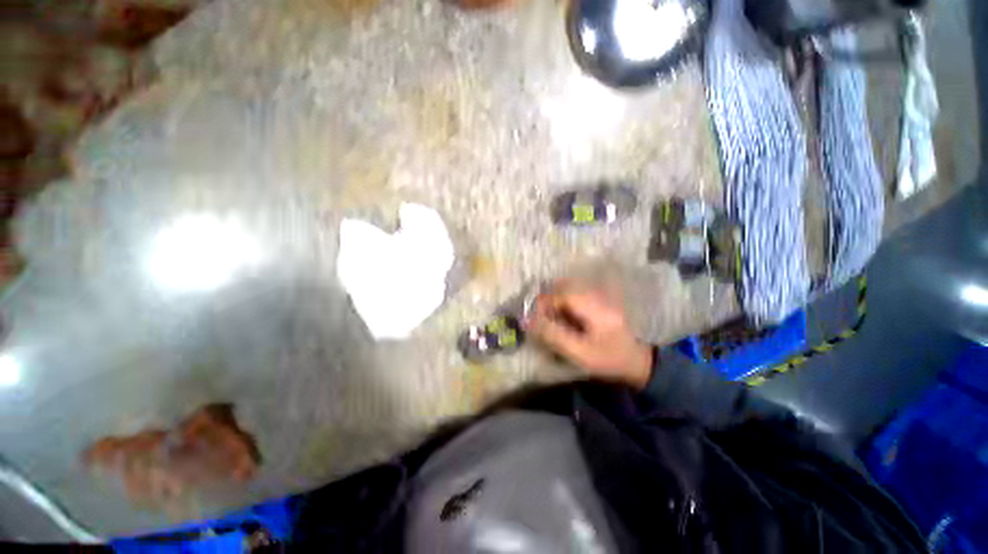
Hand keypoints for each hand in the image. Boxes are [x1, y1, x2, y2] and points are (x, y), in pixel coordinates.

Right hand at [524, 281, 653, 388]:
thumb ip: (553, 335)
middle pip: (564, 288)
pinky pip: (575, 296)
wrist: (638, 362)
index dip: (543, 303)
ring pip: (568, 290)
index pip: (561, 295)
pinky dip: (564, 304)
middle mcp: (596, 295)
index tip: (532, 317)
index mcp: (594, 307)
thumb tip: (527, 321)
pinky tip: (563, 319)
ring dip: (555, 302)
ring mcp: (599, 296)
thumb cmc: (608, 359)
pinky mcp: (599, 301)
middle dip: (547, 301)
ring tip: (549, 319)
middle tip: (539, 318)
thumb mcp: (579, 352)